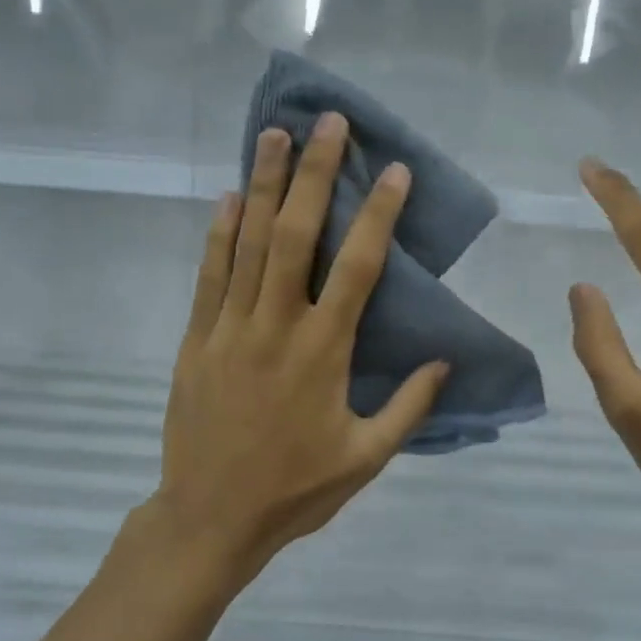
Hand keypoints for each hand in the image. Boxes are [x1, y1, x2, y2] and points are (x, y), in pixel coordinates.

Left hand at [149, 114, 448, 585]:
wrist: (211, 517)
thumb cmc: (295, 491)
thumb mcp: (366, 459)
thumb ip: (408, 408)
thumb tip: (444, 361)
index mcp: (324, 353)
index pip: (359, 268)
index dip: (378, 215)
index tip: (393, 170)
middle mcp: (277, 327)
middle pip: (297, 236)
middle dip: (315, 174)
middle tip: (328, 123)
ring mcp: (230, 330)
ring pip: (250, 244)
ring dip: (264, 186)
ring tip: (275, 135)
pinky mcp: (196, 341)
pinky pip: (209, 277)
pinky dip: (220, 235)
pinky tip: (228, 199)